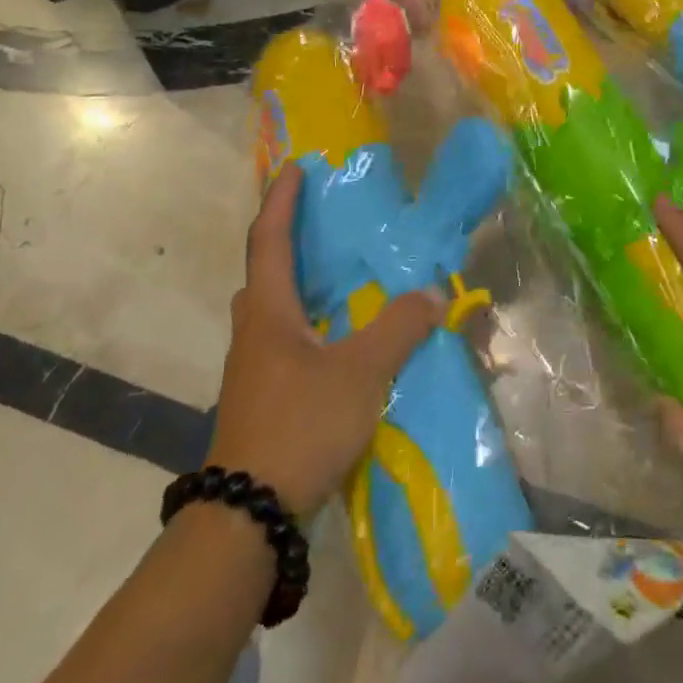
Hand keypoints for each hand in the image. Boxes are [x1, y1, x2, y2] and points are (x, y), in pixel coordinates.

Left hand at [208, 164, 444, 516]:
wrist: (247, 515)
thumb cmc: (299, 425)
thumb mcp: (360, 373)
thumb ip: (399, 329)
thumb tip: (434, 293)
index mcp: (269, 312)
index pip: (269, 240)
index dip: (281, 200)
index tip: (295, 167)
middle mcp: (254, 332)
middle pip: (264, 273)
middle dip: (285, 240)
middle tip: (319, 223)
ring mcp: (254, 368)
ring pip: (273, 310)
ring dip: (297, 285)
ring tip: (335, 277)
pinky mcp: (262, 398)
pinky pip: (284, 341)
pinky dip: (308, 323)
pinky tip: (337, 339)